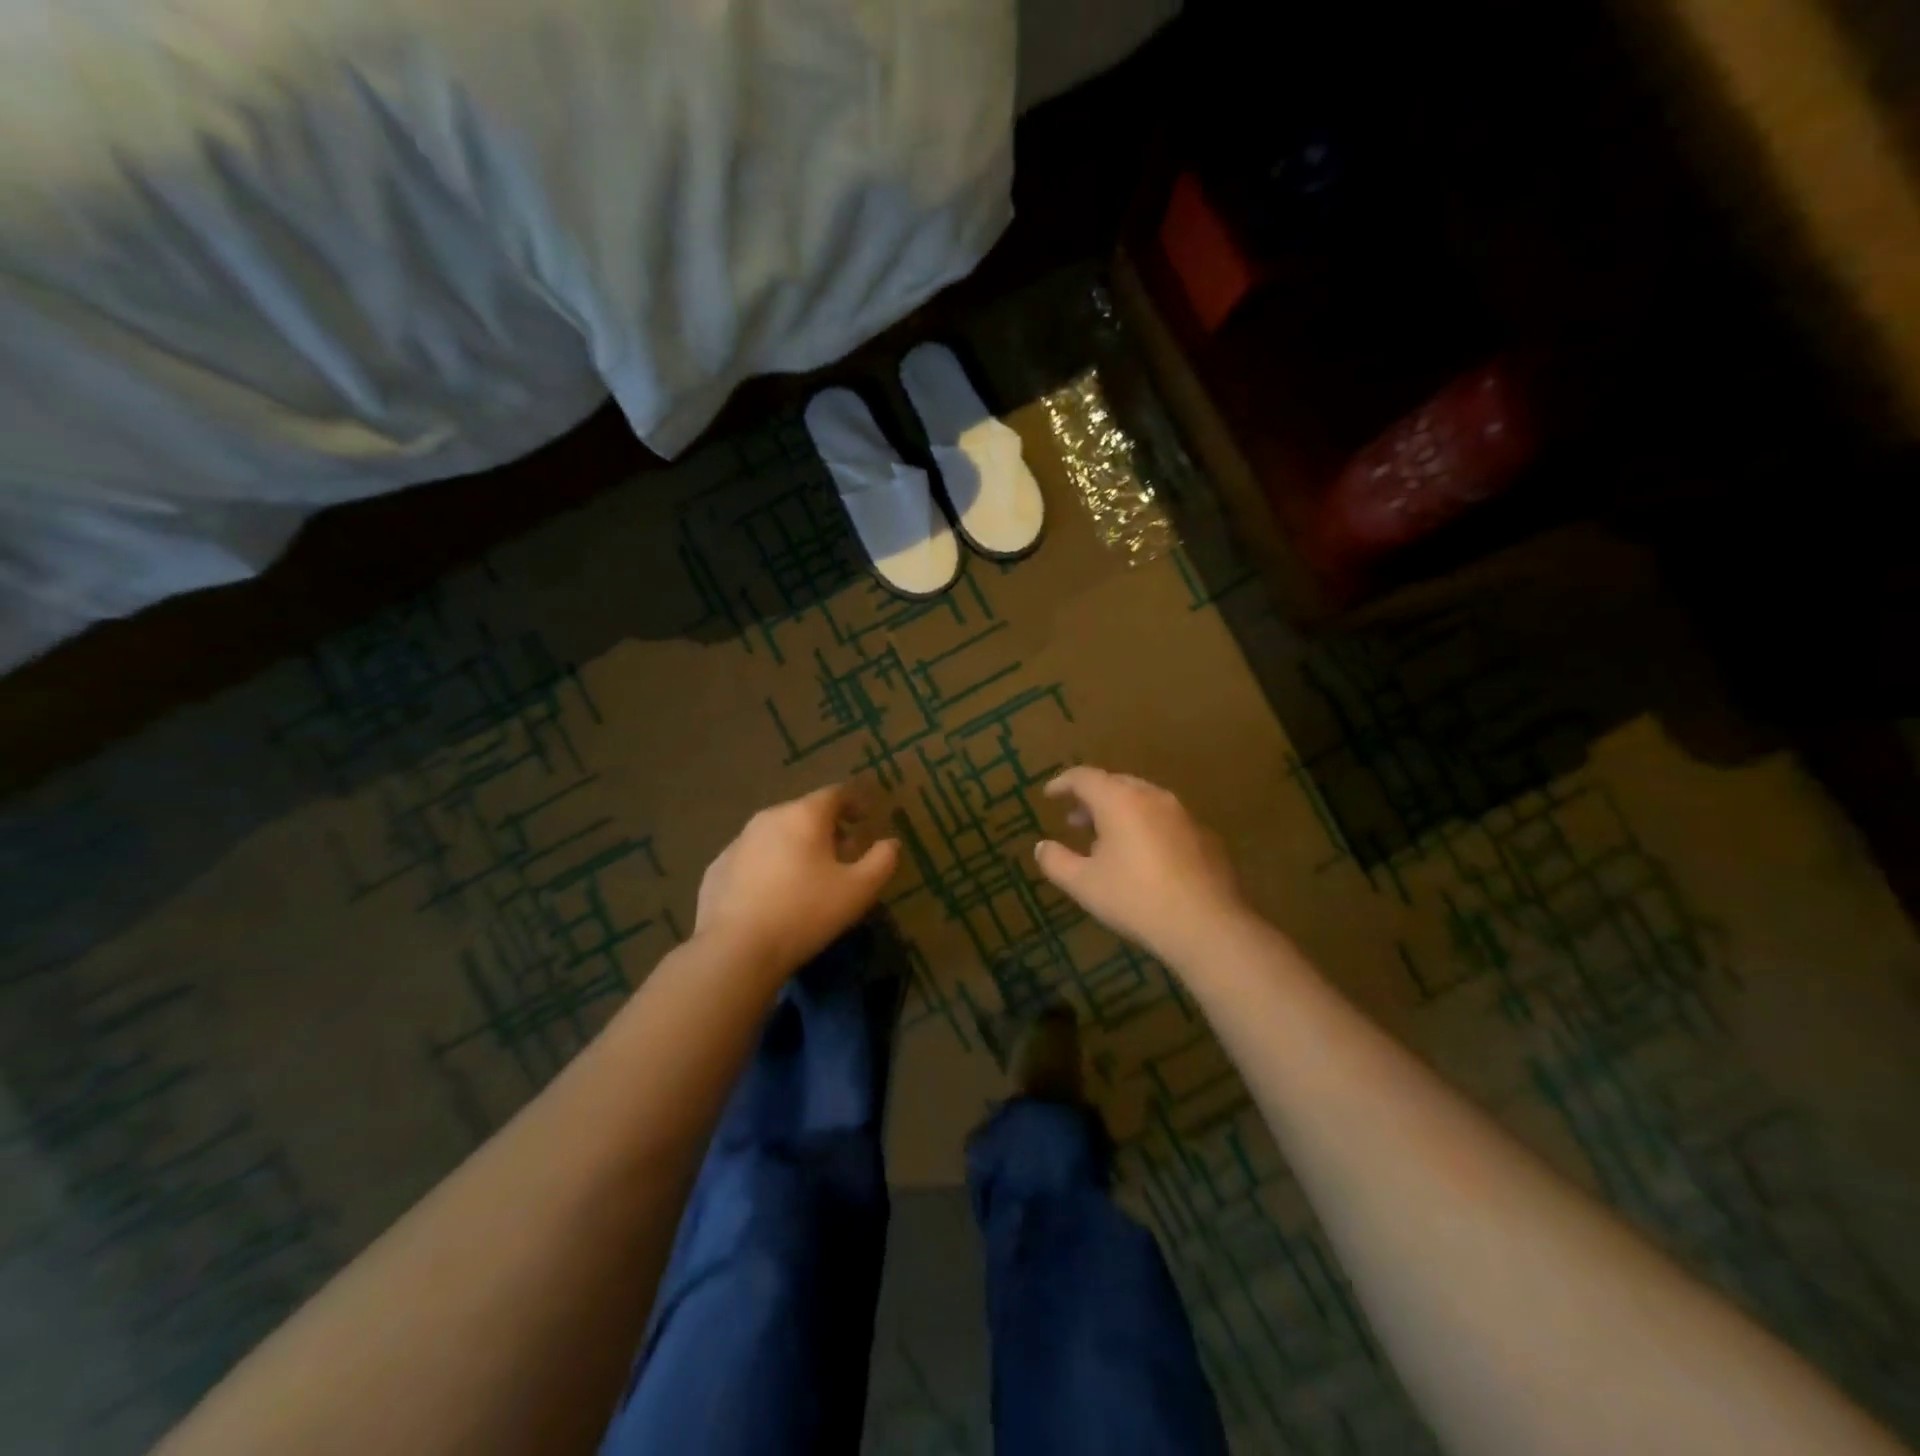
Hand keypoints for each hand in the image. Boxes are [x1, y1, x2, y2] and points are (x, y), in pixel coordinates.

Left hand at [695, 784, 900, 978]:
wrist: (735, 950)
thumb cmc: (805, 913)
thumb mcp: (858, 891)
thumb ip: (882, 861)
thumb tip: (890, 843)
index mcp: (804, 815)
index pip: (835, 794)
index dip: (854, 802)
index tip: (865, 818)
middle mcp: (768, 818)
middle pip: (804, 812)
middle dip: (826, 828)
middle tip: (842, 853)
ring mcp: (737, 842)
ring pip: (776, 834)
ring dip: (795, 846)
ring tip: (808, 876)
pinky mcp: (717, 868)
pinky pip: (752, 858)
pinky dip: (768, 866)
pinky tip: (774, 895)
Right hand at [1034, 766, 1246, 964]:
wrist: (1206, 924)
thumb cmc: (1136, 899)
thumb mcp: (1084, 884)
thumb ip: (1056, 861)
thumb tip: (1042, 846)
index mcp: (1120, 800)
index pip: (1084, 777)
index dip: (1063, 783)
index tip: (1049, 795)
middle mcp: (1152, 796)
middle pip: (1116, 783)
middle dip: (1092, 798)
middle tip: (1075, 820)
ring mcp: (1183, 814)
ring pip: (1143, 800)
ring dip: (1119, 812)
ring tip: (1106, 839)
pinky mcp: (1204, 835)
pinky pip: (1165, 819)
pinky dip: (1145, 826)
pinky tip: (1143, 857)